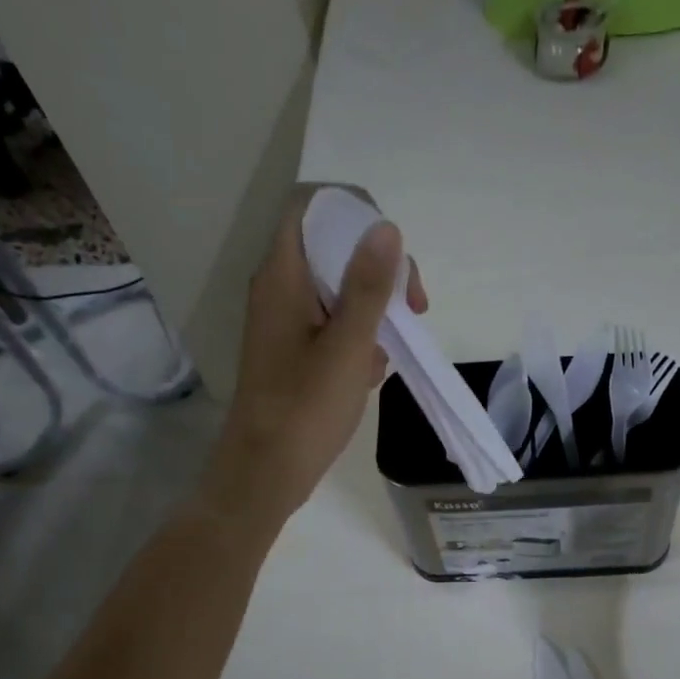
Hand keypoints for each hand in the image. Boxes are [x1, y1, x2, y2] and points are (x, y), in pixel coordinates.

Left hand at [203, 185, 427, 528]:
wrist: (266, 472)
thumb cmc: (305, 409)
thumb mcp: (348, 345)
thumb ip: (369, 286)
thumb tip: (387, 227)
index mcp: (283, 276)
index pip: (312, 205)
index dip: (355, 211)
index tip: (393, 252)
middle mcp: (281, 288)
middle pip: (334, 246)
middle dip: (380, 270)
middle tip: (412, 309)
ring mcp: (288, 320)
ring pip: (340, 289)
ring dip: (375, 312)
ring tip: (388, 352)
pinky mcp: (296, 350)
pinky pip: (335, 324)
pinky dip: (360, 339)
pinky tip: (369, 374)